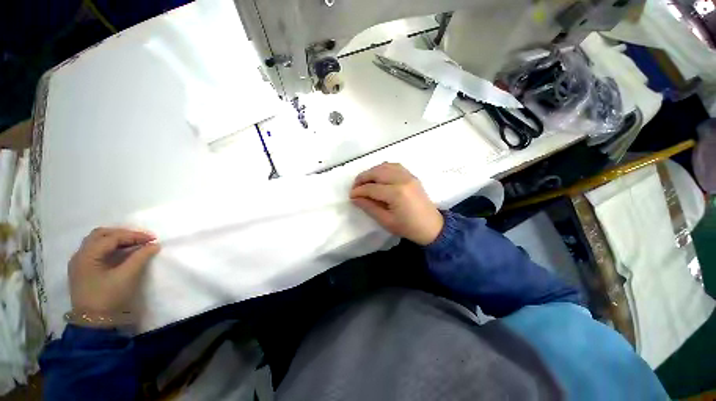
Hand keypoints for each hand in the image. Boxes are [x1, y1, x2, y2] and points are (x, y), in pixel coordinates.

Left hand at [68, 228, 159, 326]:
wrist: (95, 324)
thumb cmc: (109, 297)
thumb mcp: (127, 276)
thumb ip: (141, 257)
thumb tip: (154, 245)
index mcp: (87, 255)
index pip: (112, 237)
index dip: (134, 236)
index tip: (153, 239)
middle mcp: (80, 255)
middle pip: (101, 235)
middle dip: (123, 234)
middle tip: (142, 239)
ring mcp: (80, 263)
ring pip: (97, 242)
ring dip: (116, 240)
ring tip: (134, 244)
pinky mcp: (84, 271)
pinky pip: (96, 251)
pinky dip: (111, 248)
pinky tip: (122, 253)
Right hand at [350, 163, 443, 244]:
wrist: (432, 227)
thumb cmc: (408, 227)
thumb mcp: (386, 221)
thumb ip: (369, 207)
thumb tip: (355, 198)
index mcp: (396, 193)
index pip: (371, 188)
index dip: (359, 191)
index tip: (351, 196)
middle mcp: (402, 180)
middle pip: (377, 172)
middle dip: (362, 178)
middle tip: (355, 187)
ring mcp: (408, 176)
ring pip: (385, 166)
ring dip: (372, 172)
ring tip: (365, 181)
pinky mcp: (412, 176)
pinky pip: (395, 166)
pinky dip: (383, 169)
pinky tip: (379, 177)